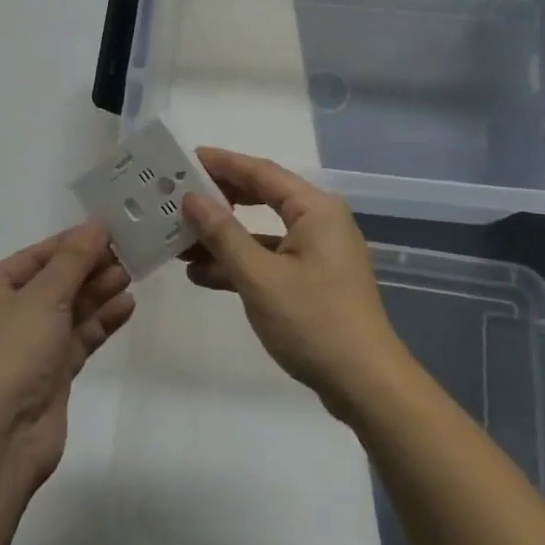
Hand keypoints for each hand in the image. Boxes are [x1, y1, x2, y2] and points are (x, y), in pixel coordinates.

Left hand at [0, 223, 133, 491]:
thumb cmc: (9, 357)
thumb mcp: (42, 298)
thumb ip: (72, 261)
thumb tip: (94, 226)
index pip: (34, 257)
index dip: (70, 242)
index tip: (108, 230)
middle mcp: (4, 318)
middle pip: (53, 282)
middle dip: (88, 268)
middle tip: (127, 253)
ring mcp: (27, 349)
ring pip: (68, 311)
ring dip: (97, 293)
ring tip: (131, 275)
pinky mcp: (49, 376)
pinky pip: (77, 339)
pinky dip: (100, 322)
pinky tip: (126, 306)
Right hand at [181, 148, 411, 419]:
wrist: (366, 385)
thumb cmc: (314, 321)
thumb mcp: (260, 277)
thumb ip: (223, 234)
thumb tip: (192, 198)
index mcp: (314, 209)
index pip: (261, 172)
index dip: (222, 163)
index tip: (185, 158)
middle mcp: (319, 222)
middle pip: (262, 198)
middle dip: (220, 199)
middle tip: (178, 195)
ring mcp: (317, 253)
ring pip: (262, 233)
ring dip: (224, 237)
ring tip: (179, 238)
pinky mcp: (313, 281)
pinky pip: (269, 260)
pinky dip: (240, 264)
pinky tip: (202, 274)